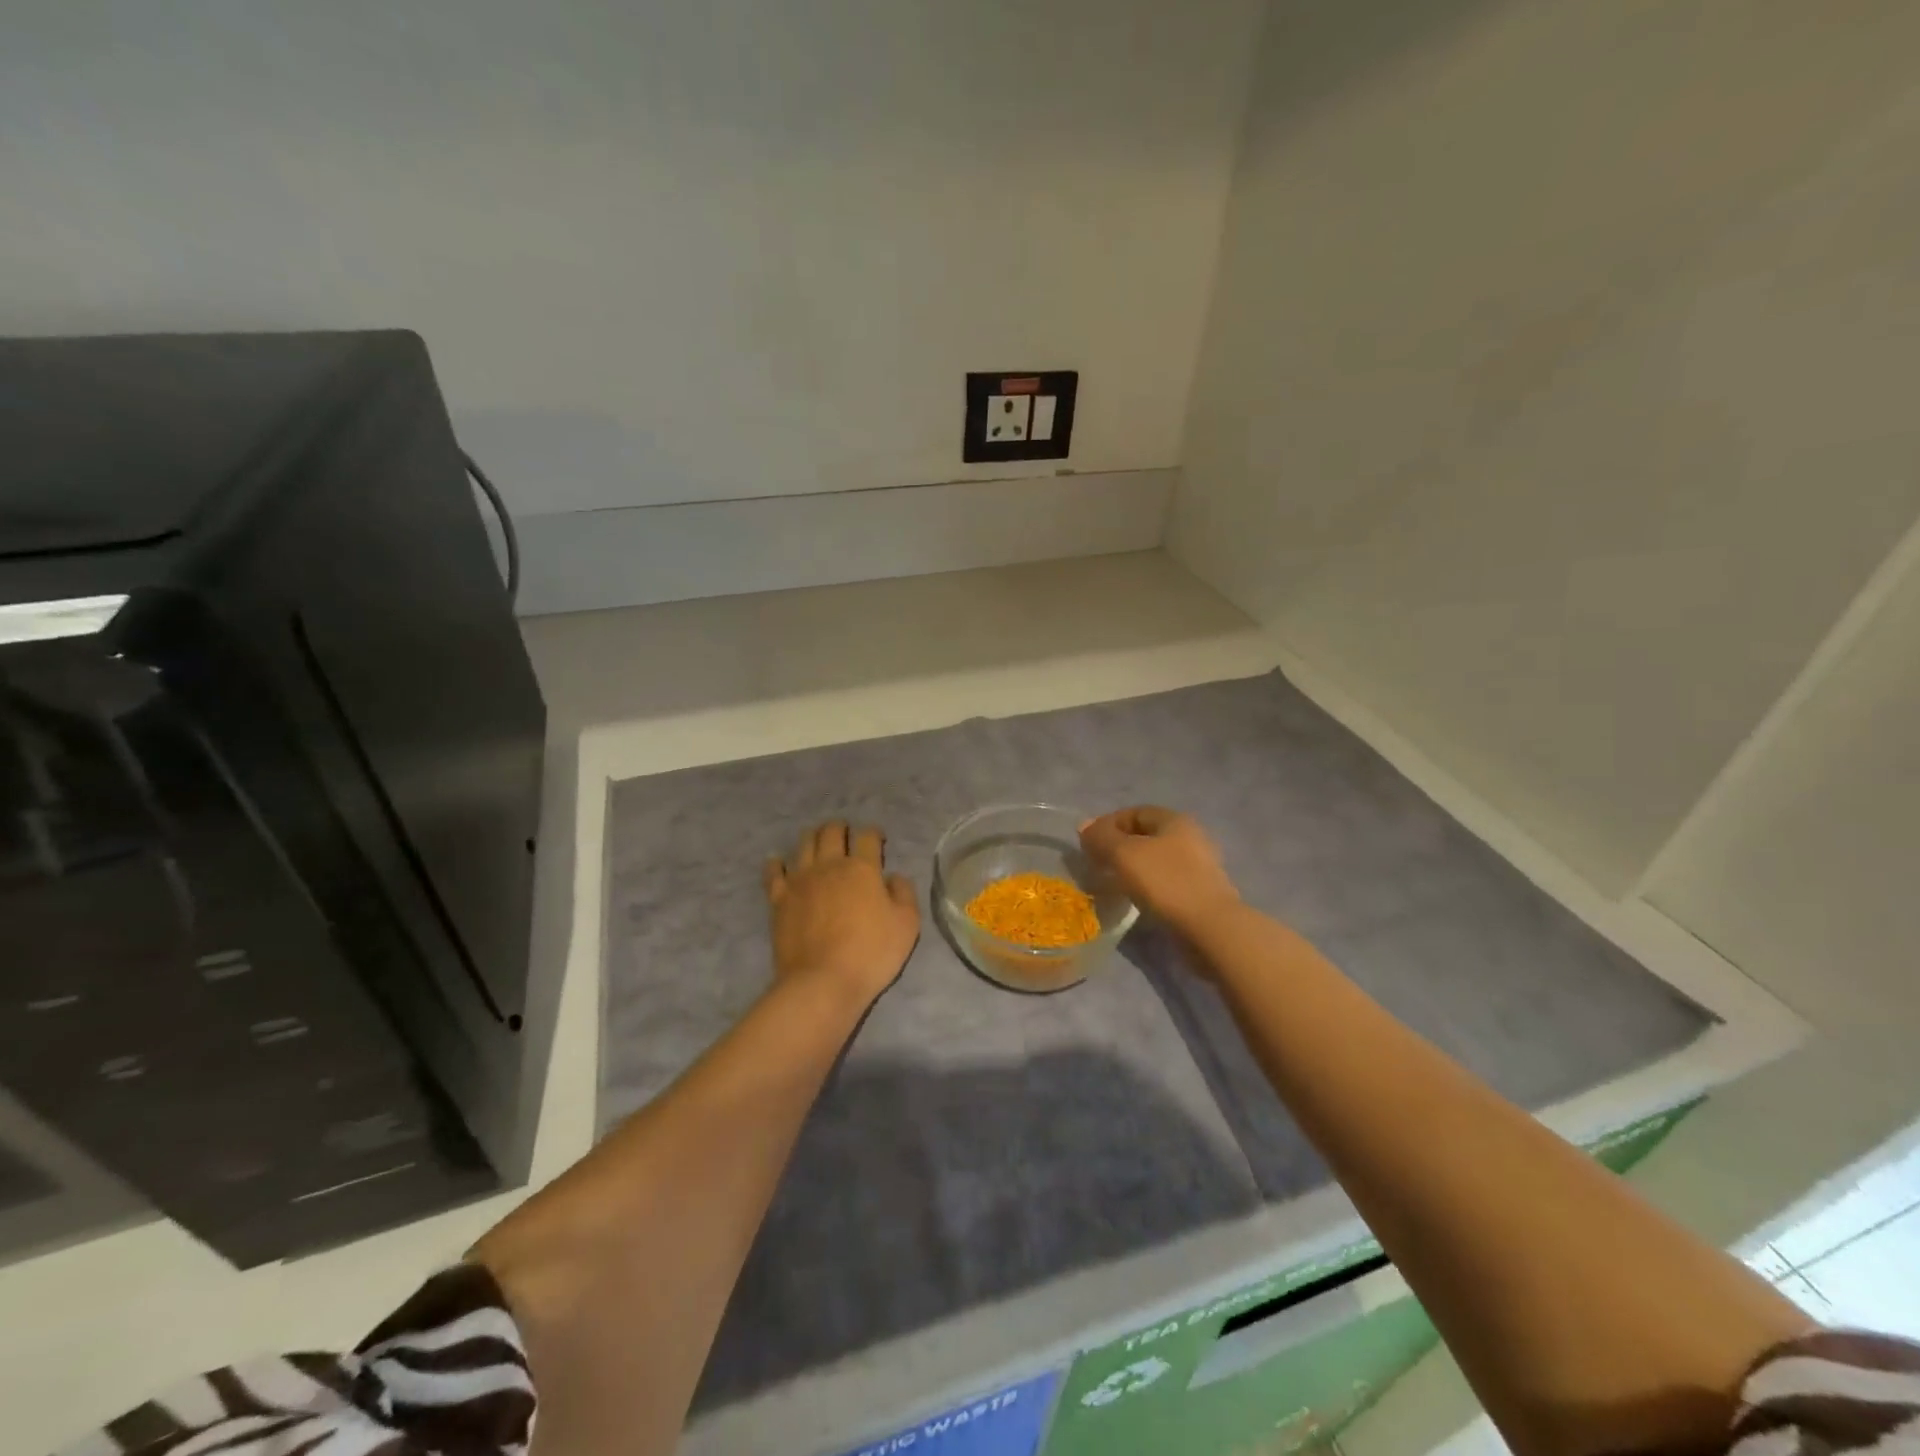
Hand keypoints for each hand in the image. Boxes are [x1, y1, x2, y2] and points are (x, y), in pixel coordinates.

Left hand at [764, 821, 920, 1006]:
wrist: (823, 982)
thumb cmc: (871, 953)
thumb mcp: (907, 924)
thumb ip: (904, 893)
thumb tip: (893, 877)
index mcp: (862, 868)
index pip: (867, 836)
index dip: (874, 833)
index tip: (879, 840)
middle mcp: (829, 865)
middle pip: (832, 831)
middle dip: (841, 828)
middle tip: (847, 835)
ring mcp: (800, 880)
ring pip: (804, 843)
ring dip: (814, 837)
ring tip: (819, 842)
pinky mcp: (778, 898)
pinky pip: (773, 871)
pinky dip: (776, 863)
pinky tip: (778, 862)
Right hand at [1080, 806, 1241, 934]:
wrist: (1210, 929)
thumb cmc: (1166, 882)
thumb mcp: (1125, 855)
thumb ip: (1102, 838)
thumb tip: (1084, 825)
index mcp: (1174, 820)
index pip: (1134, 812)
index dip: (1108, 824)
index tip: (1088, 844)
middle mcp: (1190, 837)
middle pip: (1145, 836)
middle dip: (1118, 847)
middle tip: (1097, 865)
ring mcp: (1199, 866)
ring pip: (1155, 860)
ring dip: (1132, 868)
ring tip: (1112, 884)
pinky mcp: (1200, 893)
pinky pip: (1166, 882)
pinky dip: (1147, 886)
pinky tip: (1136, 900)